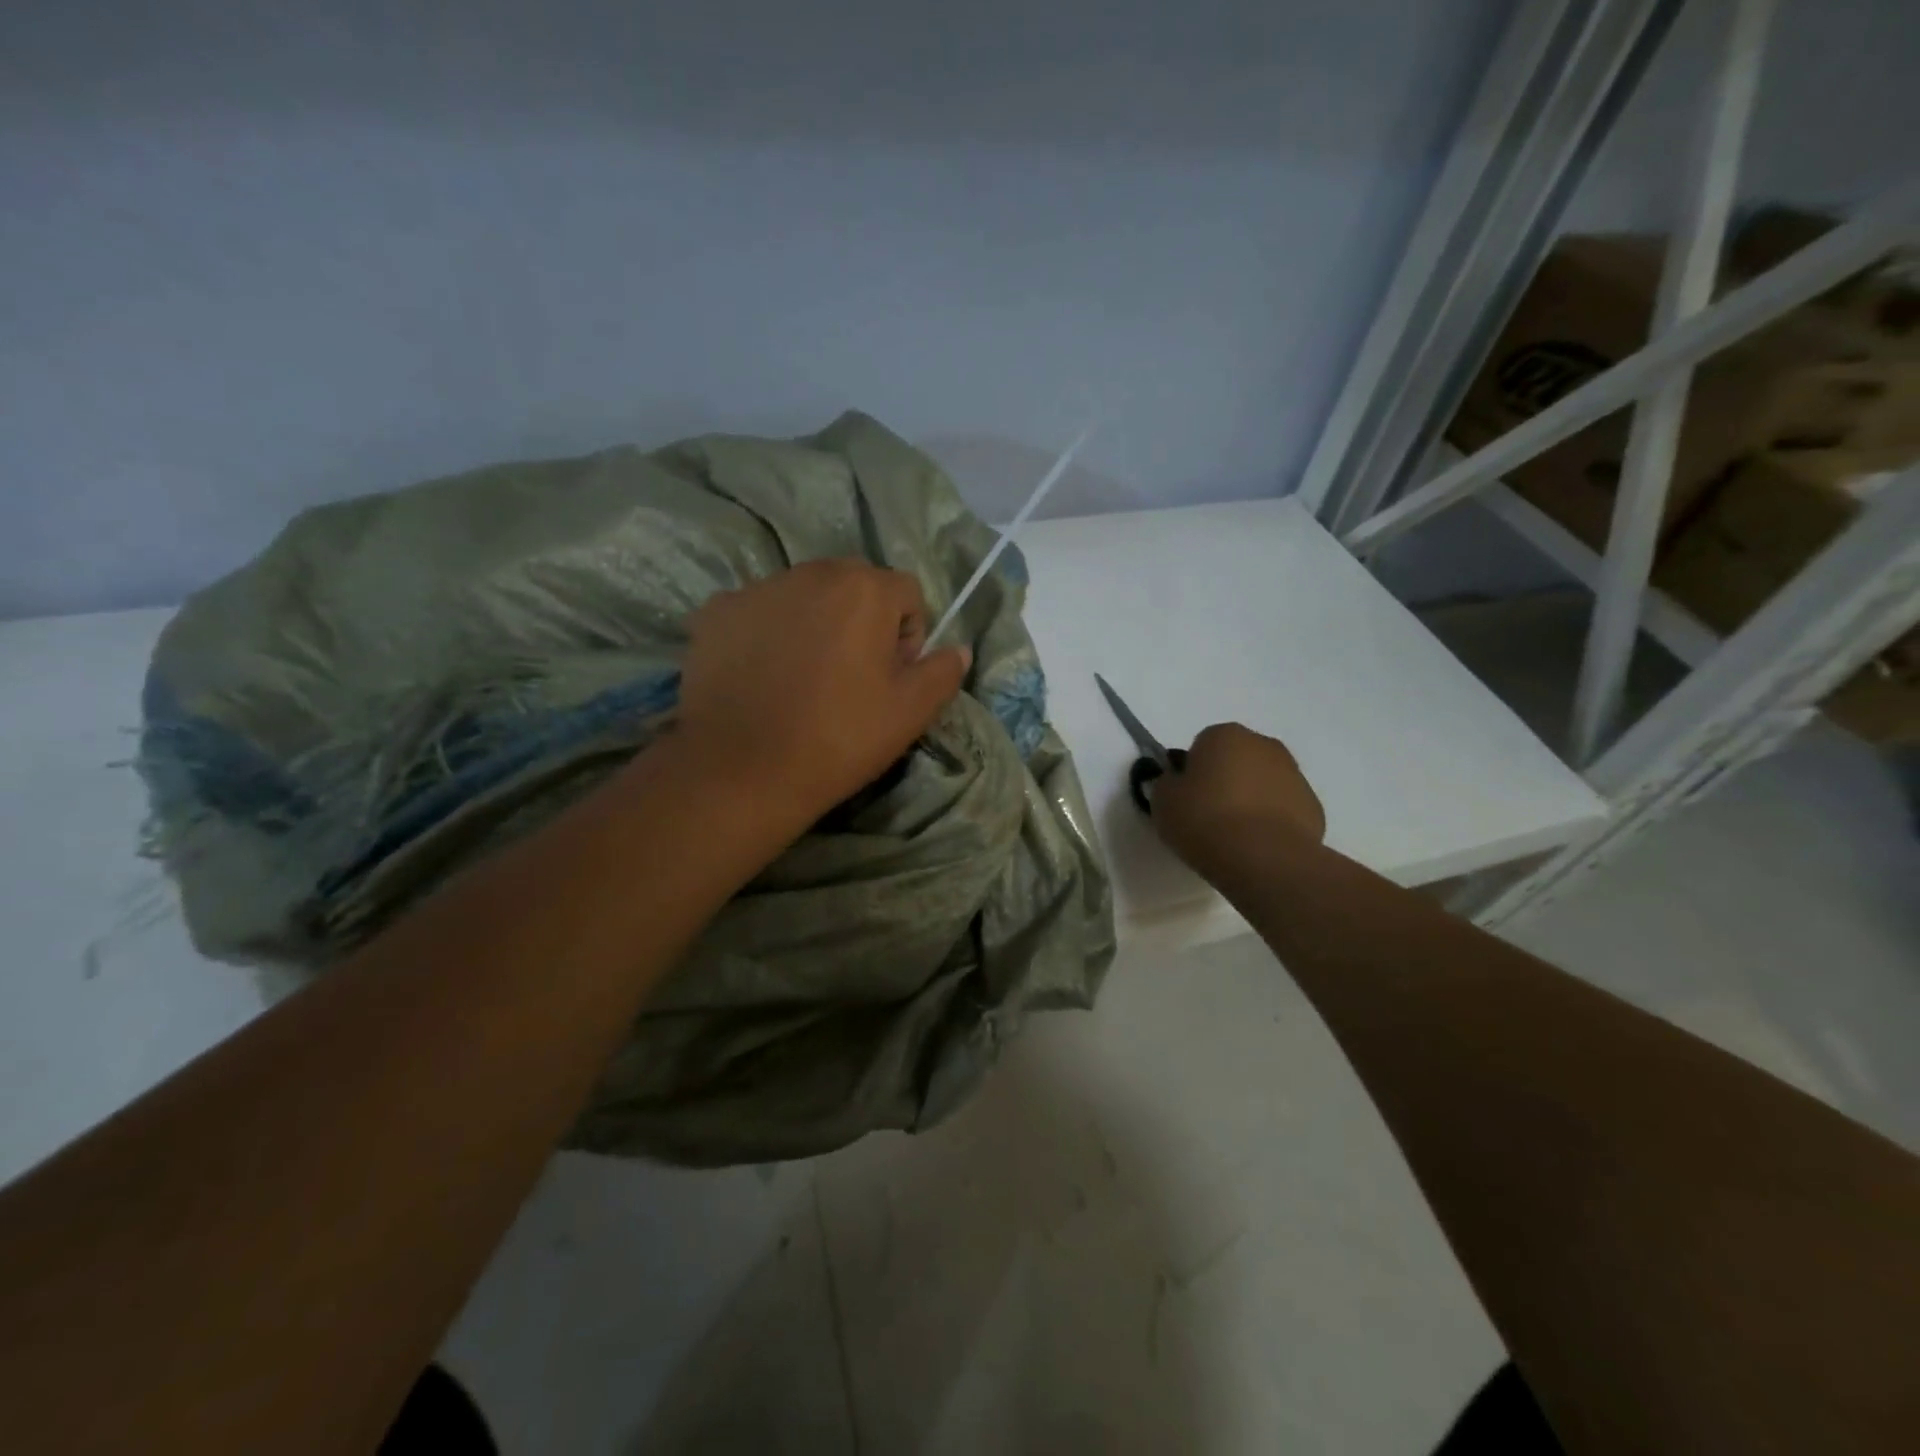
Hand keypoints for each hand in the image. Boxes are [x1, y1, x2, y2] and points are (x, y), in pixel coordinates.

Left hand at [671, 560, 970, 824]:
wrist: (742, 770)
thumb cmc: (839, 738)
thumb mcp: (911, 712)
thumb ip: (943, 672)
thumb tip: (958, 649)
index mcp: (864, 588)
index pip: (906, 592)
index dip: (908, 636)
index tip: (890, 677)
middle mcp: (810, 573)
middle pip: (853, 586)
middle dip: (861, 622)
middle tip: (850, 678)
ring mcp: (757, 589)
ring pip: (804, 597)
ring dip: (814, 625)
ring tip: (802, 680)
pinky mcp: (716, 612)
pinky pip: (759, 612)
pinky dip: (768, 635)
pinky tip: (762, 679)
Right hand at [1152, 723, 1325, 875]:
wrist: (1263, 859)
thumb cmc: (1205, 820)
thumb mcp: (1163, 801)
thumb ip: (1166, 783)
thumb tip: (1176, 782)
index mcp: (1224, 735)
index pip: (1201, 745)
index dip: (1191, 771)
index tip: (1185, 798)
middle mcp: (1264, 745)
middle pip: (1236, 759)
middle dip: (1224, 780)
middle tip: (1207, 815)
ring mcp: (1294, 774)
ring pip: (1263, 782)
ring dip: (1250, 799)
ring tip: (1233, 836)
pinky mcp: (1313, 806)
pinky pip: (1283, 809)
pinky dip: (1271, 821)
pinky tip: (1257, 846)